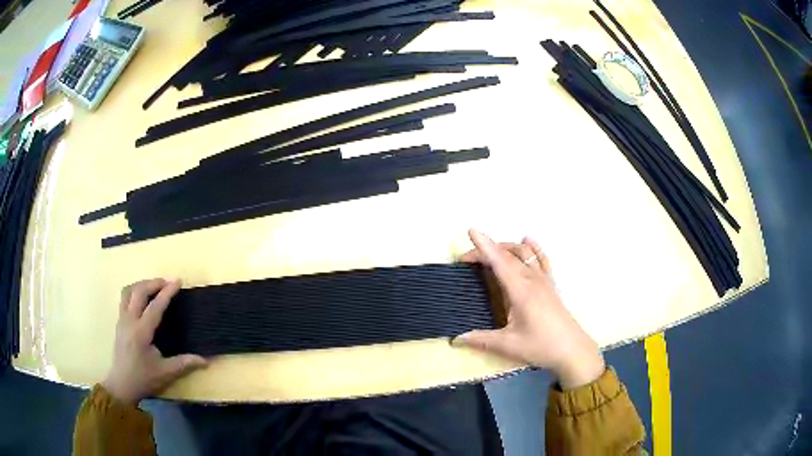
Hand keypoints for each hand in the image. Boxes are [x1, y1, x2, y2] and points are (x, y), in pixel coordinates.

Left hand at [102, 279, 206, 403]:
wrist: (121, 385)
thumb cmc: (144, 379)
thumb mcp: (166, 373)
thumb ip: (184, 363)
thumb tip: (205, 360)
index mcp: (141, 332)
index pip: (155, 306)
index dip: (167, 292)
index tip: (178, 281)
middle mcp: (129, 321)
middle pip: (139, 291)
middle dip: (153, 283)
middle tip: (167, 283)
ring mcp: (122, 320)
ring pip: (128, 291)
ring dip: (141, 285)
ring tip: (154, 287)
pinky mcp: (119, 322)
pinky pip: (124, 298)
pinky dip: (134, 291)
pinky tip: (142, 299)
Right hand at [453, 229, 604, 388]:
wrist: (573, 350)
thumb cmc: (541, 346)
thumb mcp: (509, 345)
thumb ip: (481, 340)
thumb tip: (456, 339)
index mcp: (520, 291)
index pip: (499, 262)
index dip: (484, 246)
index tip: (471, 231)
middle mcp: (532, 280)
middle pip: (507, 255)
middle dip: (486, 251)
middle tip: (466, 261)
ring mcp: (544, 280)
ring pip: (524, 253)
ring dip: (505, 247)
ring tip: (490, 252)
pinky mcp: (551, 285)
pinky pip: (542, 259)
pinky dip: (533, 248)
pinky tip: (528, 241)